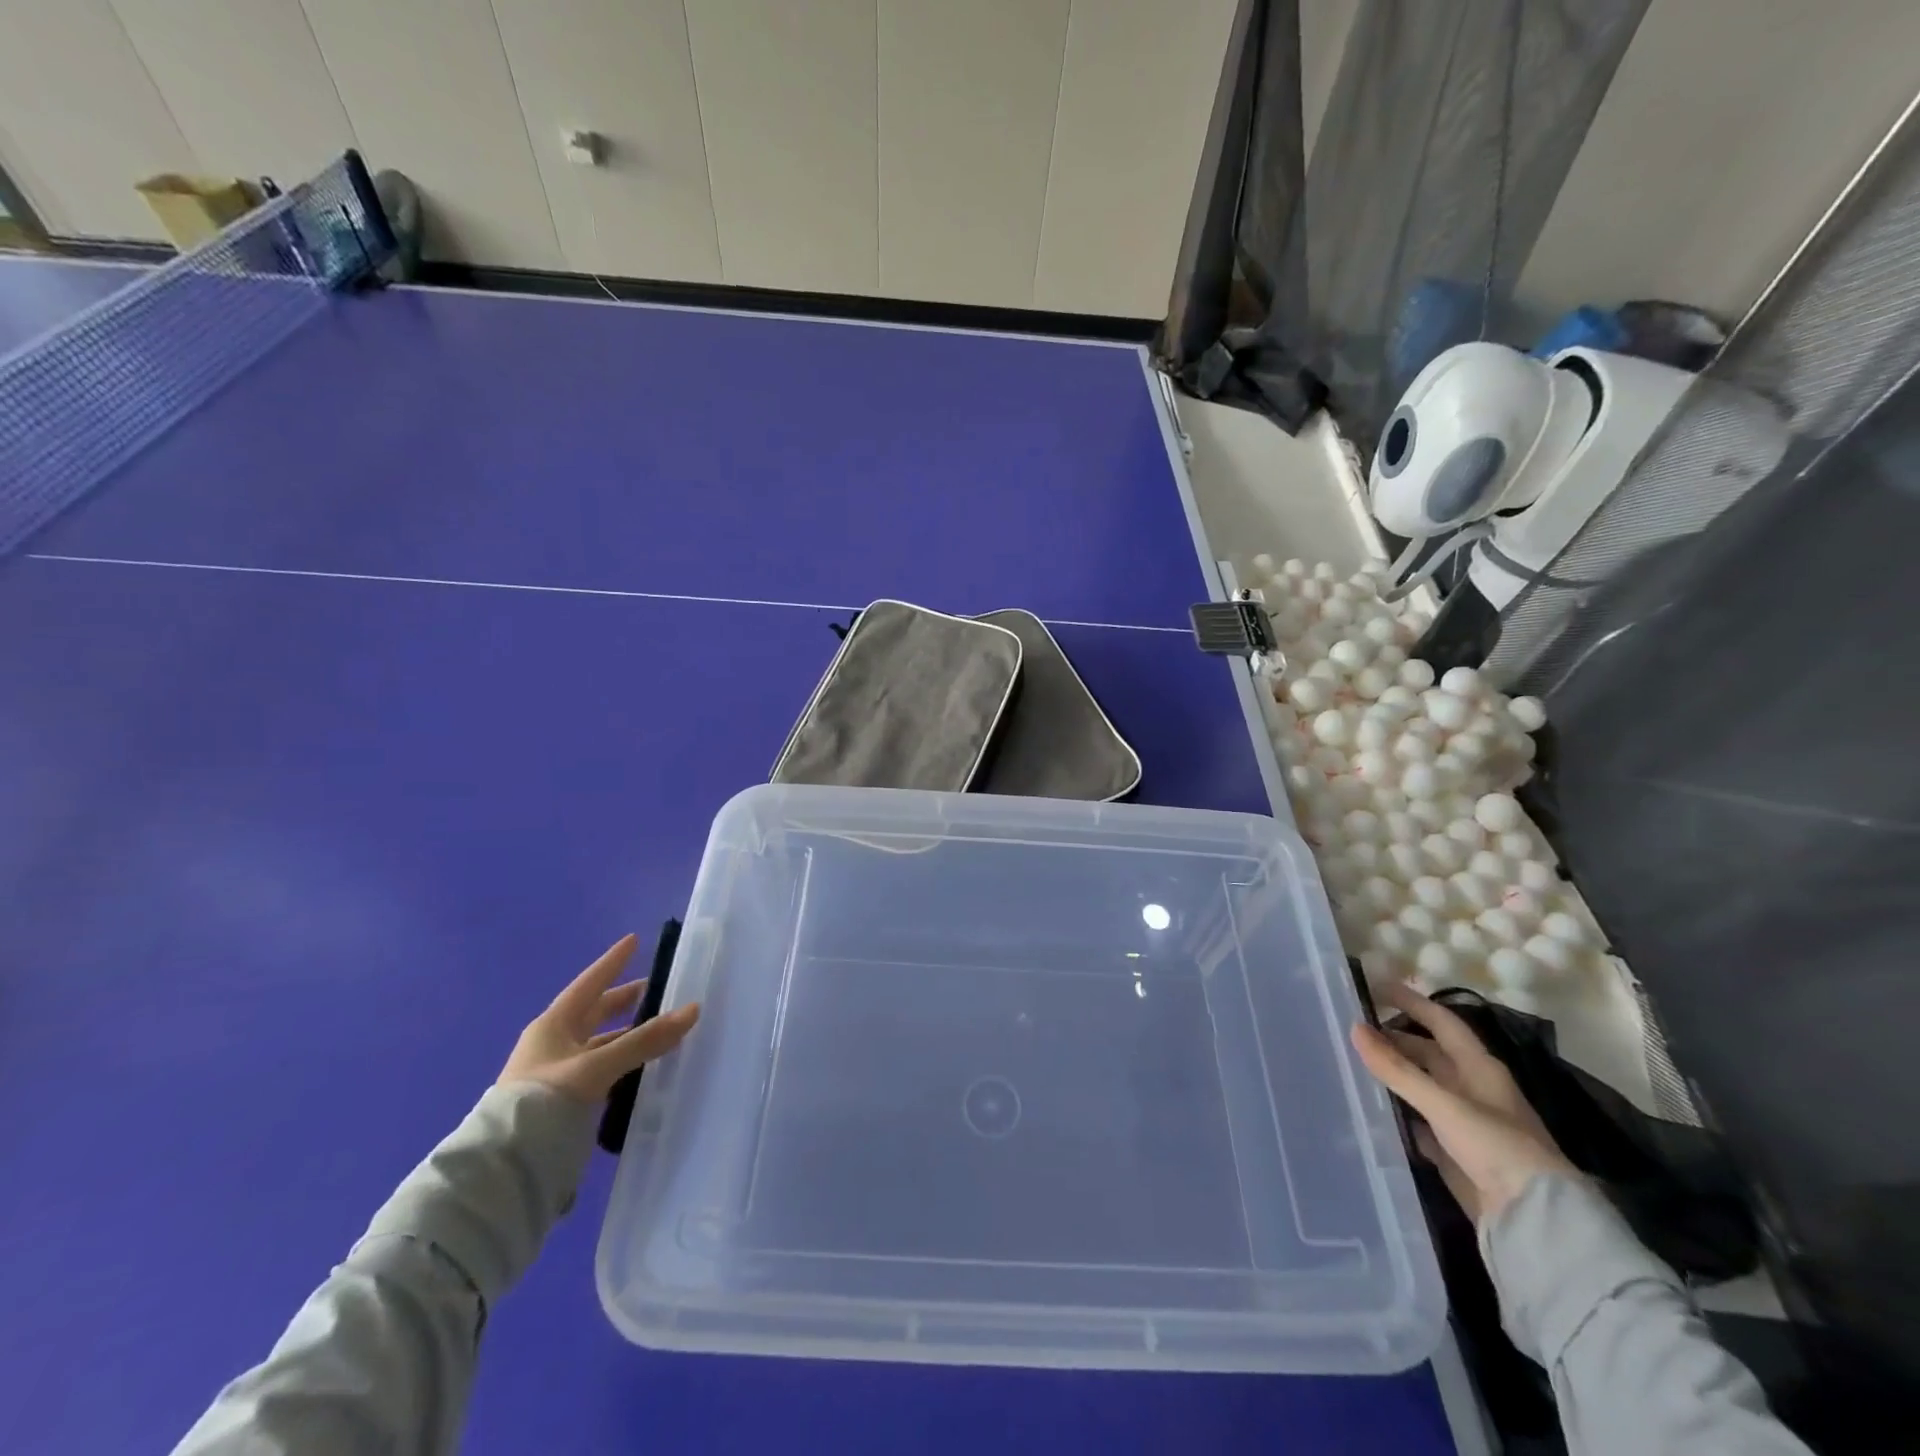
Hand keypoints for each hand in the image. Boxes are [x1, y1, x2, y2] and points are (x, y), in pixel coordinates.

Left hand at [499, 934, 701, 1103]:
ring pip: (602, 1045)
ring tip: (662, 1030)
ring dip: (629, 1036)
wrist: (504, 1168)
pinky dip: (626, 1064)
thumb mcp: (598, 1066)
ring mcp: (559, 1076)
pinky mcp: (566, 1104)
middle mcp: (555, 1045)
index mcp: (553, 1026)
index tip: (634, 941)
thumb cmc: (544, 1101)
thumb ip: (645, 1040)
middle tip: (657, 989)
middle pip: (596, 1014)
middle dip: (625, 1000)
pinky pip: (604, 1072)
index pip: (590, 984)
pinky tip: (646, 1068)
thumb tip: (693, 1009)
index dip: (612, 962)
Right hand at [1351, 982, 1576, 1222]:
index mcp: (1478, 1068)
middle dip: (1393, 1038)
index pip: (1441, 1021)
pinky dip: (1395, 1111)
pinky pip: (1417, 1121)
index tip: (1373, 985)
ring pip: (1420, 1086)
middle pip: (1427, 1053)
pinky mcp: (1453, 1151)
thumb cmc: (1497, 1148)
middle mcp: (1471, 1088)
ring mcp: (1462, 1121)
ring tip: (1350, 1062)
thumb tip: (1354, 1027)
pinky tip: (1370, 1108)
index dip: (1411, 1001)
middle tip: (1349, 1029)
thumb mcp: (1444, 1103)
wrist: (1534, 1222)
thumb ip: (1397, 1068)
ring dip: (1392, 1074)